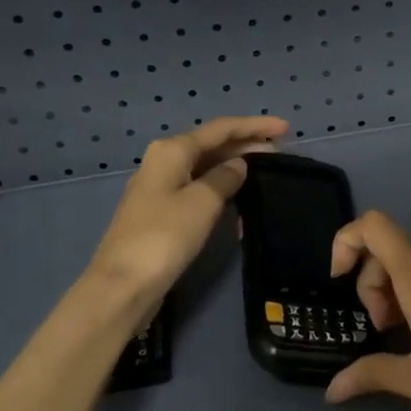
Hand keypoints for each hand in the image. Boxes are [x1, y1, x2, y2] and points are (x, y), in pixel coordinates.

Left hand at [87, 116, 287, 306]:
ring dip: (235, 167)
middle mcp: (164, 161)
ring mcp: (161, 188)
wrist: (125, 284)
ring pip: (206, 167)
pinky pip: (199, 189)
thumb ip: (225, 177)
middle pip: (212, 145)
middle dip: (246, 145)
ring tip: (266, 171)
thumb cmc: (165, 236)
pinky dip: (222, 188)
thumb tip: (238, 165)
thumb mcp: (203, 201)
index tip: (286, 128)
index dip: (255, 126)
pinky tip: (240, 197)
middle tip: (281, 151)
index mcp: (172, 150)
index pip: (221, 129)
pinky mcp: (163, 212)